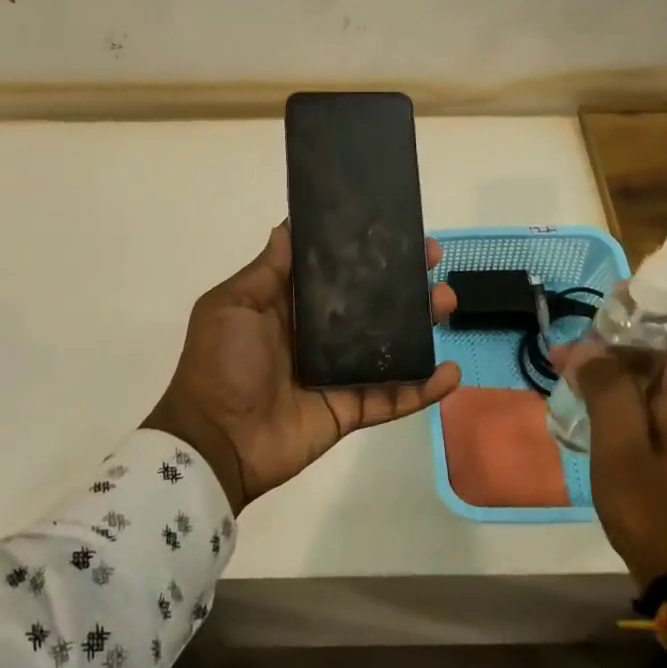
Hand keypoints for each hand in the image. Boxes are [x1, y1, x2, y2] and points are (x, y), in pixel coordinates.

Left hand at [145, 224, 462, 511]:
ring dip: (421, 324)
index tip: (394, 229)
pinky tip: (451, 372)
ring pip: (389, 344)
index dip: (363, 250)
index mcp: (289, 306)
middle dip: (402, 280)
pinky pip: (393, 397)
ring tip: (446, 302)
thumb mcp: (234, 305)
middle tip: (432, 260)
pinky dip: (423, 387)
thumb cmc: (221, 363)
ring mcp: (338, 373)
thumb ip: (268, 269)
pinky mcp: (350, 409)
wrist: (214, 442)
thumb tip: (289, 225)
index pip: (334, 271)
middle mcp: (318, 335)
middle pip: (370, 303)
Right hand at [559, 291, 666, 588]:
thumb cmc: (657, 507)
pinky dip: (624, 380)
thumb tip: (588, 349)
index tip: (618, 299)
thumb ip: (606, 388)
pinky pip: (658, 386)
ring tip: (569, 366)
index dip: (664, 291)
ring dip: (618, 355)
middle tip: (580, 339)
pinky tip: (586, 396)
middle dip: (627, 324)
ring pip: (662, 359)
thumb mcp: (620, 447)